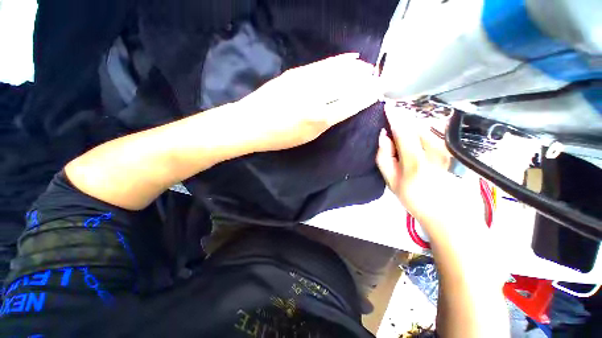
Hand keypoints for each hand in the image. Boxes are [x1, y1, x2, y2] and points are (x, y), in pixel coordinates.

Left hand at [237, 53, 379, 151]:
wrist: (251, 123)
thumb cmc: (279, 137)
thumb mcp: (307, 137)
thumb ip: (326, 121)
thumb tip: (342, 107)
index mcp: (319, 119)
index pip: (351, 103)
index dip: (366, 96)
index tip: (378, 91)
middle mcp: (316, 97)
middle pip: (347, 84)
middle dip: (365, 80)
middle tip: (377, 77)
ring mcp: (305, 81)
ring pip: (338, 71)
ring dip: (356, 68)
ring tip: (368, 68)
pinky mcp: (296, 73)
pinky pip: (323, 64)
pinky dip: (339, 60)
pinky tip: (350, 58)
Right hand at [375, 104, 481, 226]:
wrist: (447, 212)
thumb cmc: (414, 198)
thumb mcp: (391, 182)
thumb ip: (384, 158)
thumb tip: (383, 136)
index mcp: (415, 161)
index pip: (402, 131)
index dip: (394, 117)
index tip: (387, 106)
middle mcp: (434, 151)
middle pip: (415, 126)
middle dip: (402, 120)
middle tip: (392, 123)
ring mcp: (446, 149)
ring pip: (425, 128)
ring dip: (412, 125)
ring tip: (403, 135)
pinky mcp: (452, 150)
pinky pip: (433, 133)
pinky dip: (421, 131)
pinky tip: (416, 140)